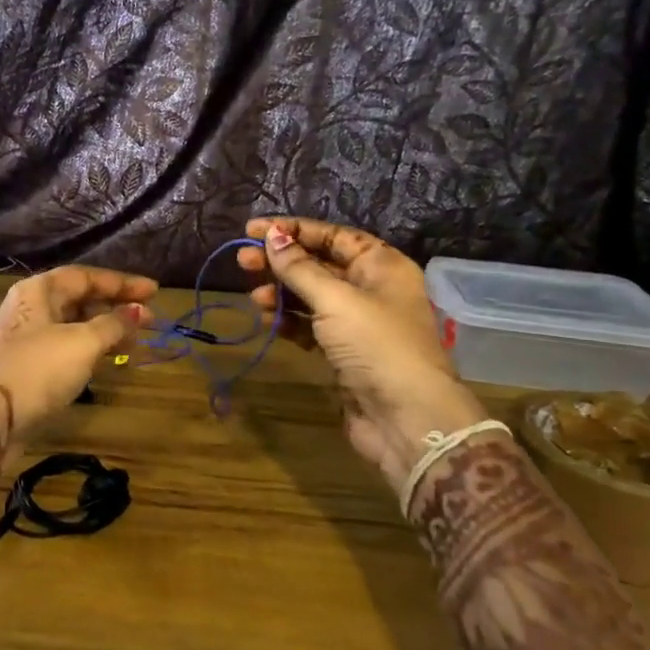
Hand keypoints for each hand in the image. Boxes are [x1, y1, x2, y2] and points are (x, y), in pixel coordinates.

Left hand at [0, 265, 156, 437]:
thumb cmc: (36, 370)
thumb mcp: (82, 343)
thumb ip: (113, 324)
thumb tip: (137, 311)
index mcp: (39, 291)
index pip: (87, 276)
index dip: (122, 282)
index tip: (155, 291)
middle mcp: (30, 308)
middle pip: (79, 299)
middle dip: (116, 308)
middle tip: (150, 321)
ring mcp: (26, 339)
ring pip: (73, 326)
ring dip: (105, 331)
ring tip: (134, 344)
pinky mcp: (25, 367)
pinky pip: (65, 349)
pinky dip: (89, 351)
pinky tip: (106, 362)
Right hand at [239, 217, 486, 490]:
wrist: (406, 418)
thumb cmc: (376, 345)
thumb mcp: (335, 299)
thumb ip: (299, 268)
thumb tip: (271, 235)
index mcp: (381, 265)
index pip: (332, 235)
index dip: (293, 230)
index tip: (253, 230)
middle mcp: (372, 288)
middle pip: (319, 264)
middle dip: (281, 262)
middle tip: (242, 262)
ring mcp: (358, 323)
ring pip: (311, 297)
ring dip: (281, 293)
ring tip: (254, 297)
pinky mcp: (344, 352)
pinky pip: (311, 326)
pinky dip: (289, 321)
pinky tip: (268, 321)